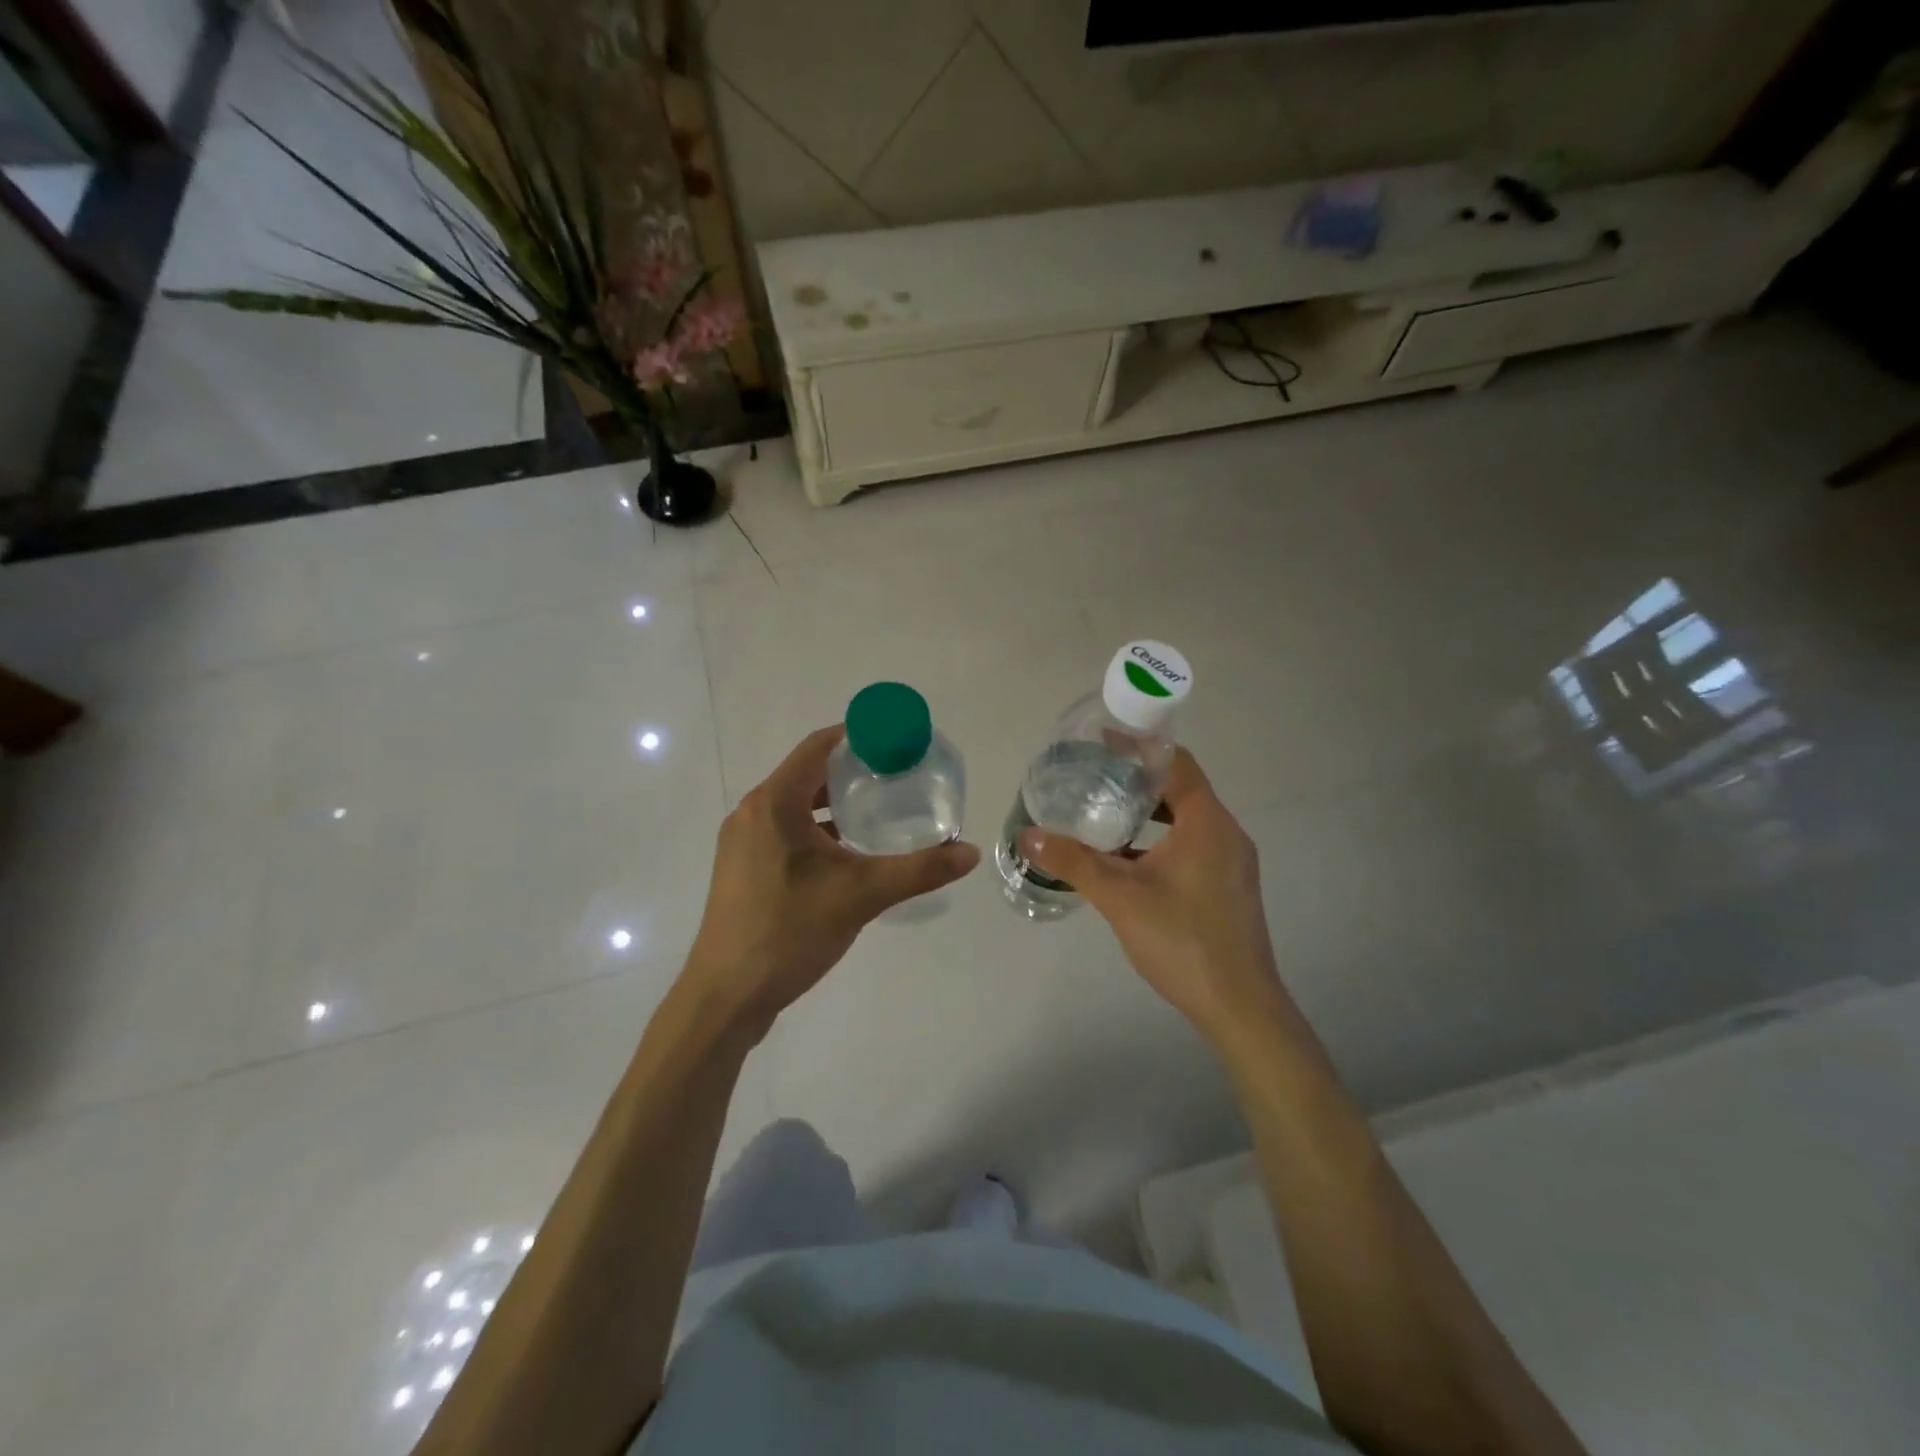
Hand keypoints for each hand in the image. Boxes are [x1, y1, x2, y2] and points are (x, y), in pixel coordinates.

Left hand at [683, 726, 979, 1033]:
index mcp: (773, 803)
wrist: (725, 997)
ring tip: (880, 811)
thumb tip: (969, 852)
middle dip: (853, 772)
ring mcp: (744, 842)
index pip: (818, 746)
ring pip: (796, 806)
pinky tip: (848, 853)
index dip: (858, 736)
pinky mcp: (743, 869)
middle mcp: (752, 813)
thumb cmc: (788, 932)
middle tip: (898, 778)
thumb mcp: (861, 896)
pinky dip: (817, 830)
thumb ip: (918, 870)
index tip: (897, 742)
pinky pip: (786, 832)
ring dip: (835, 804)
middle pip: (808, 774)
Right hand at [1019, 749, 1285, 1044]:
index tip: (1103, 741)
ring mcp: (1232, 862)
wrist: (1239, 1006)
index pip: (1176, 763)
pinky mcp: (1229, 886)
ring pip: (1186, 821)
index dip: (1140, 747)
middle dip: (1137, 781)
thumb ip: (1073, 861)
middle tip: (1094, 778)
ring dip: (1148, 814)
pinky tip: (1127, 861)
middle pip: (1181, 789)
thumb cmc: (1181, 940)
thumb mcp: (1119, 897)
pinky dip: (1161, 841)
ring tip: (1104, 815)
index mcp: (1207, 822)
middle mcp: (1226, 833)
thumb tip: (1027, 835)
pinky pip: (1193, 845)